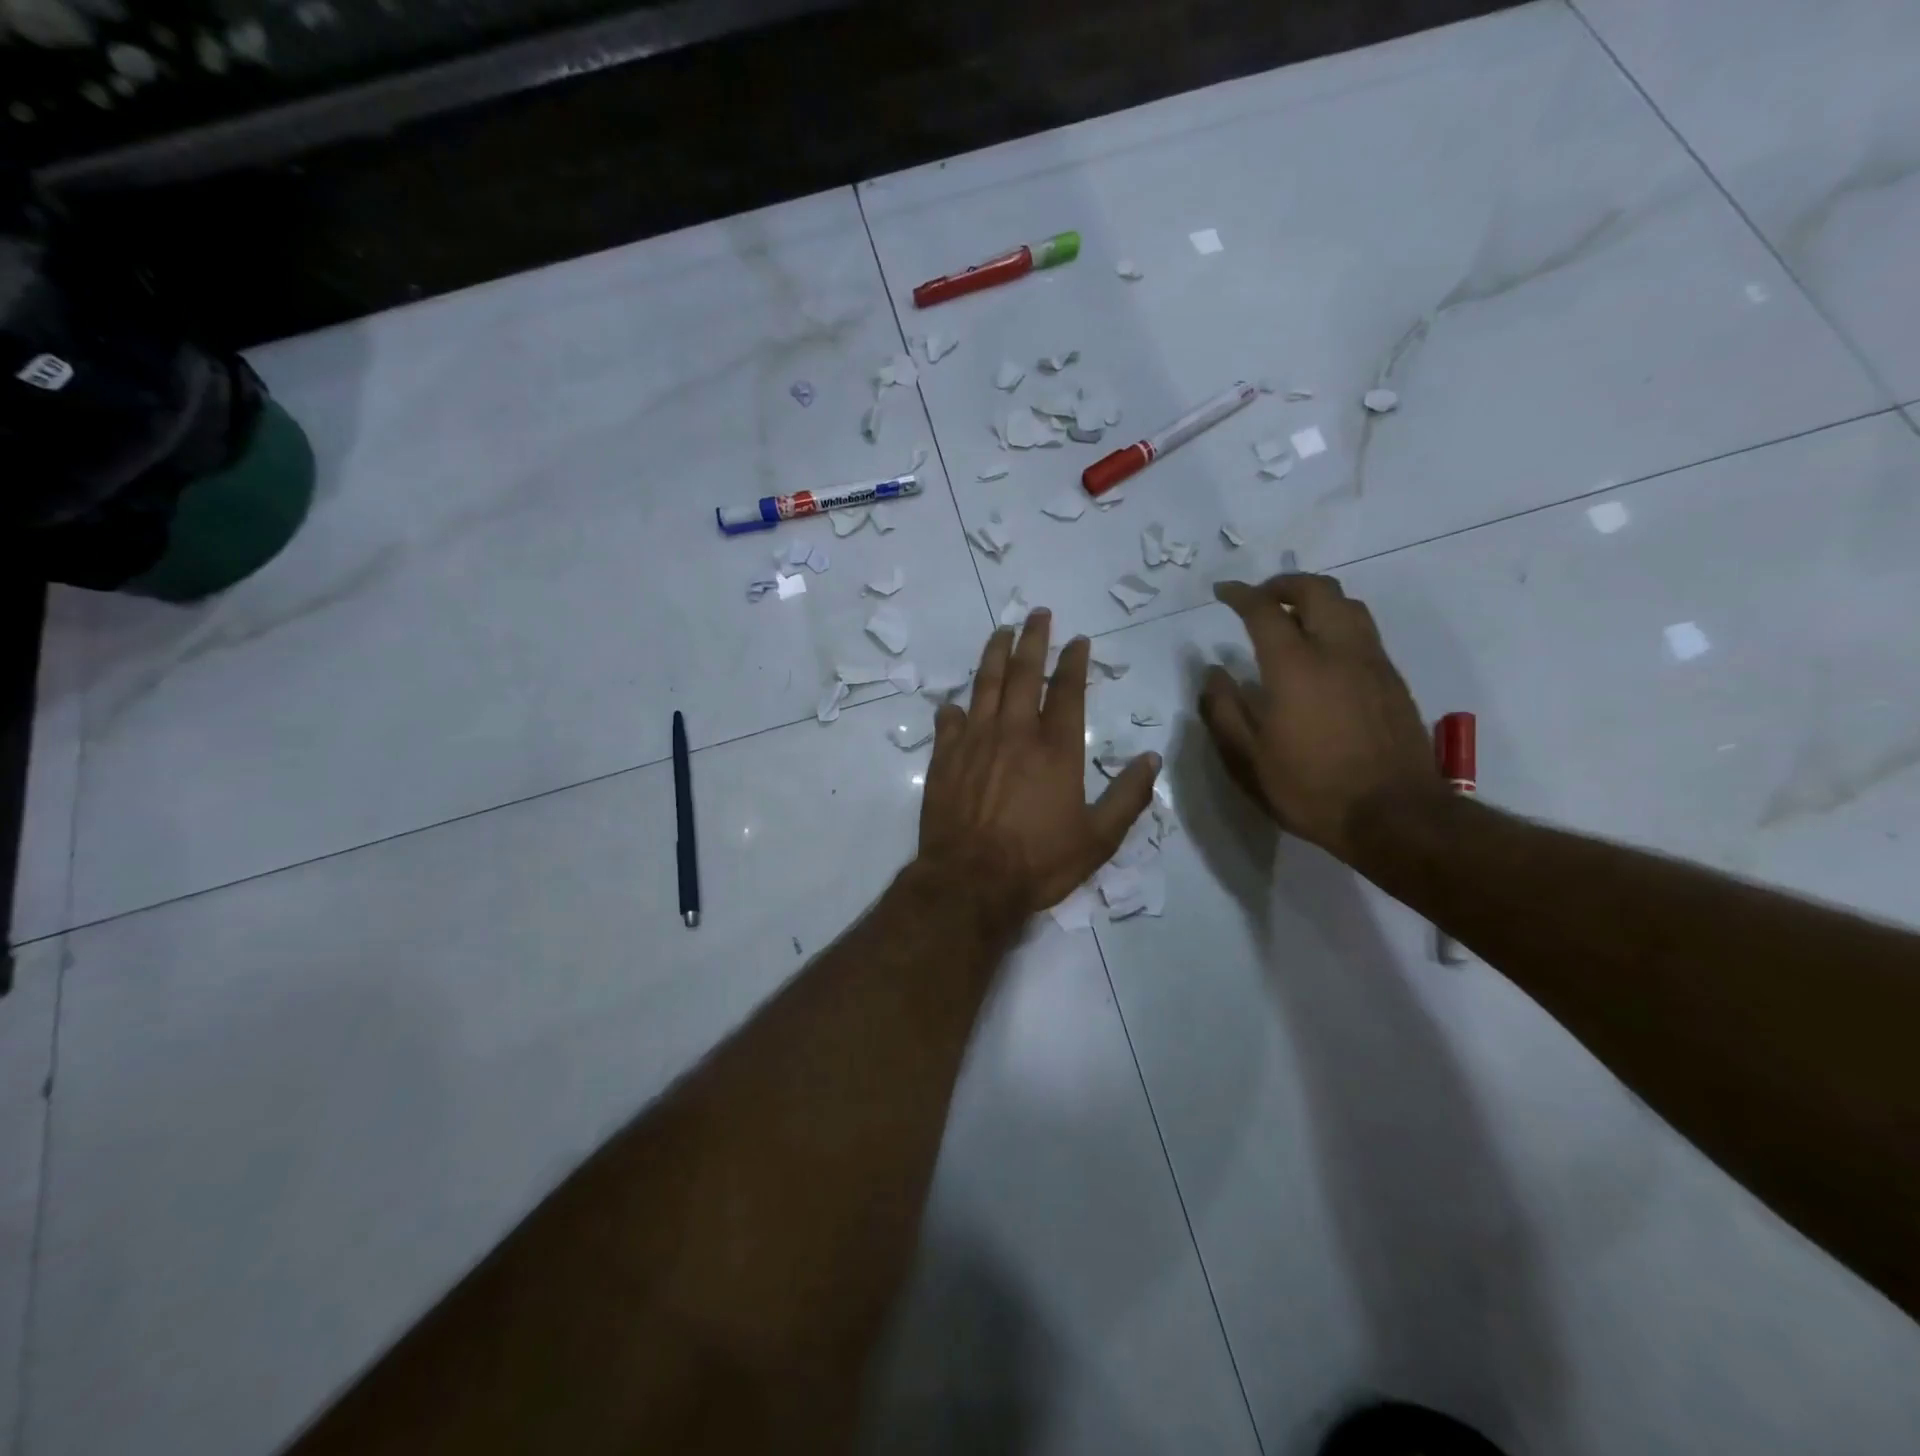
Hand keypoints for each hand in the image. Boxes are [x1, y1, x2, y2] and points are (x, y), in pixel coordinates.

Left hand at [919, 610, 1159, 916]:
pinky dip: (954, 709)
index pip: (1067, 691)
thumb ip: (1127, 797)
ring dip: (994, 655)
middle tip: (1037, 614)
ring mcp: (975, 742)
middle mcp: (1015, 734)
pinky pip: (949, 723)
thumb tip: (1152, 759)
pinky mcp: (945, 759)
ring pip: (984, 686)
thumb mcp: (1098, 839)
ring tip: (1001, 632)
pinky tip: (954, 703)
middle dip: (1032, 640)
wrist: (970, 881)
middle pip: (1022, 674)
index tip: (1078, 639)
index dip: (1073, 661)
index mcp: (1056, 749)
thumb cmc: (1038, 862)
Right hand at [1200, 574, 1440, 862]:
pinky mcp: (1393, 680)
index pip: (1265, 610)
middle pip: (1317, 590)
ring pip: (1348, 605)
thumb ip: (1223, 709)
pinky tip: (1324, 651)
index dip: (1240, 595)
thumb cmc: (1309, 789)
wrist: (1393, 815)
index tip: (1222, 592)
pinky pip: (1364, 631)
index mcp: (1295, 666)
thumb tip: (1213, 672)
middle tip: (1260, 597)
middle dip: (1284, 584)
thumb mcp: (1247, 759)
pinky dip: (1338, 622)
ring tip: (1293, 616)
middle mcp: (1338, 651)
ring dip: (1316, 598)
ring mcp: (1372, 663)